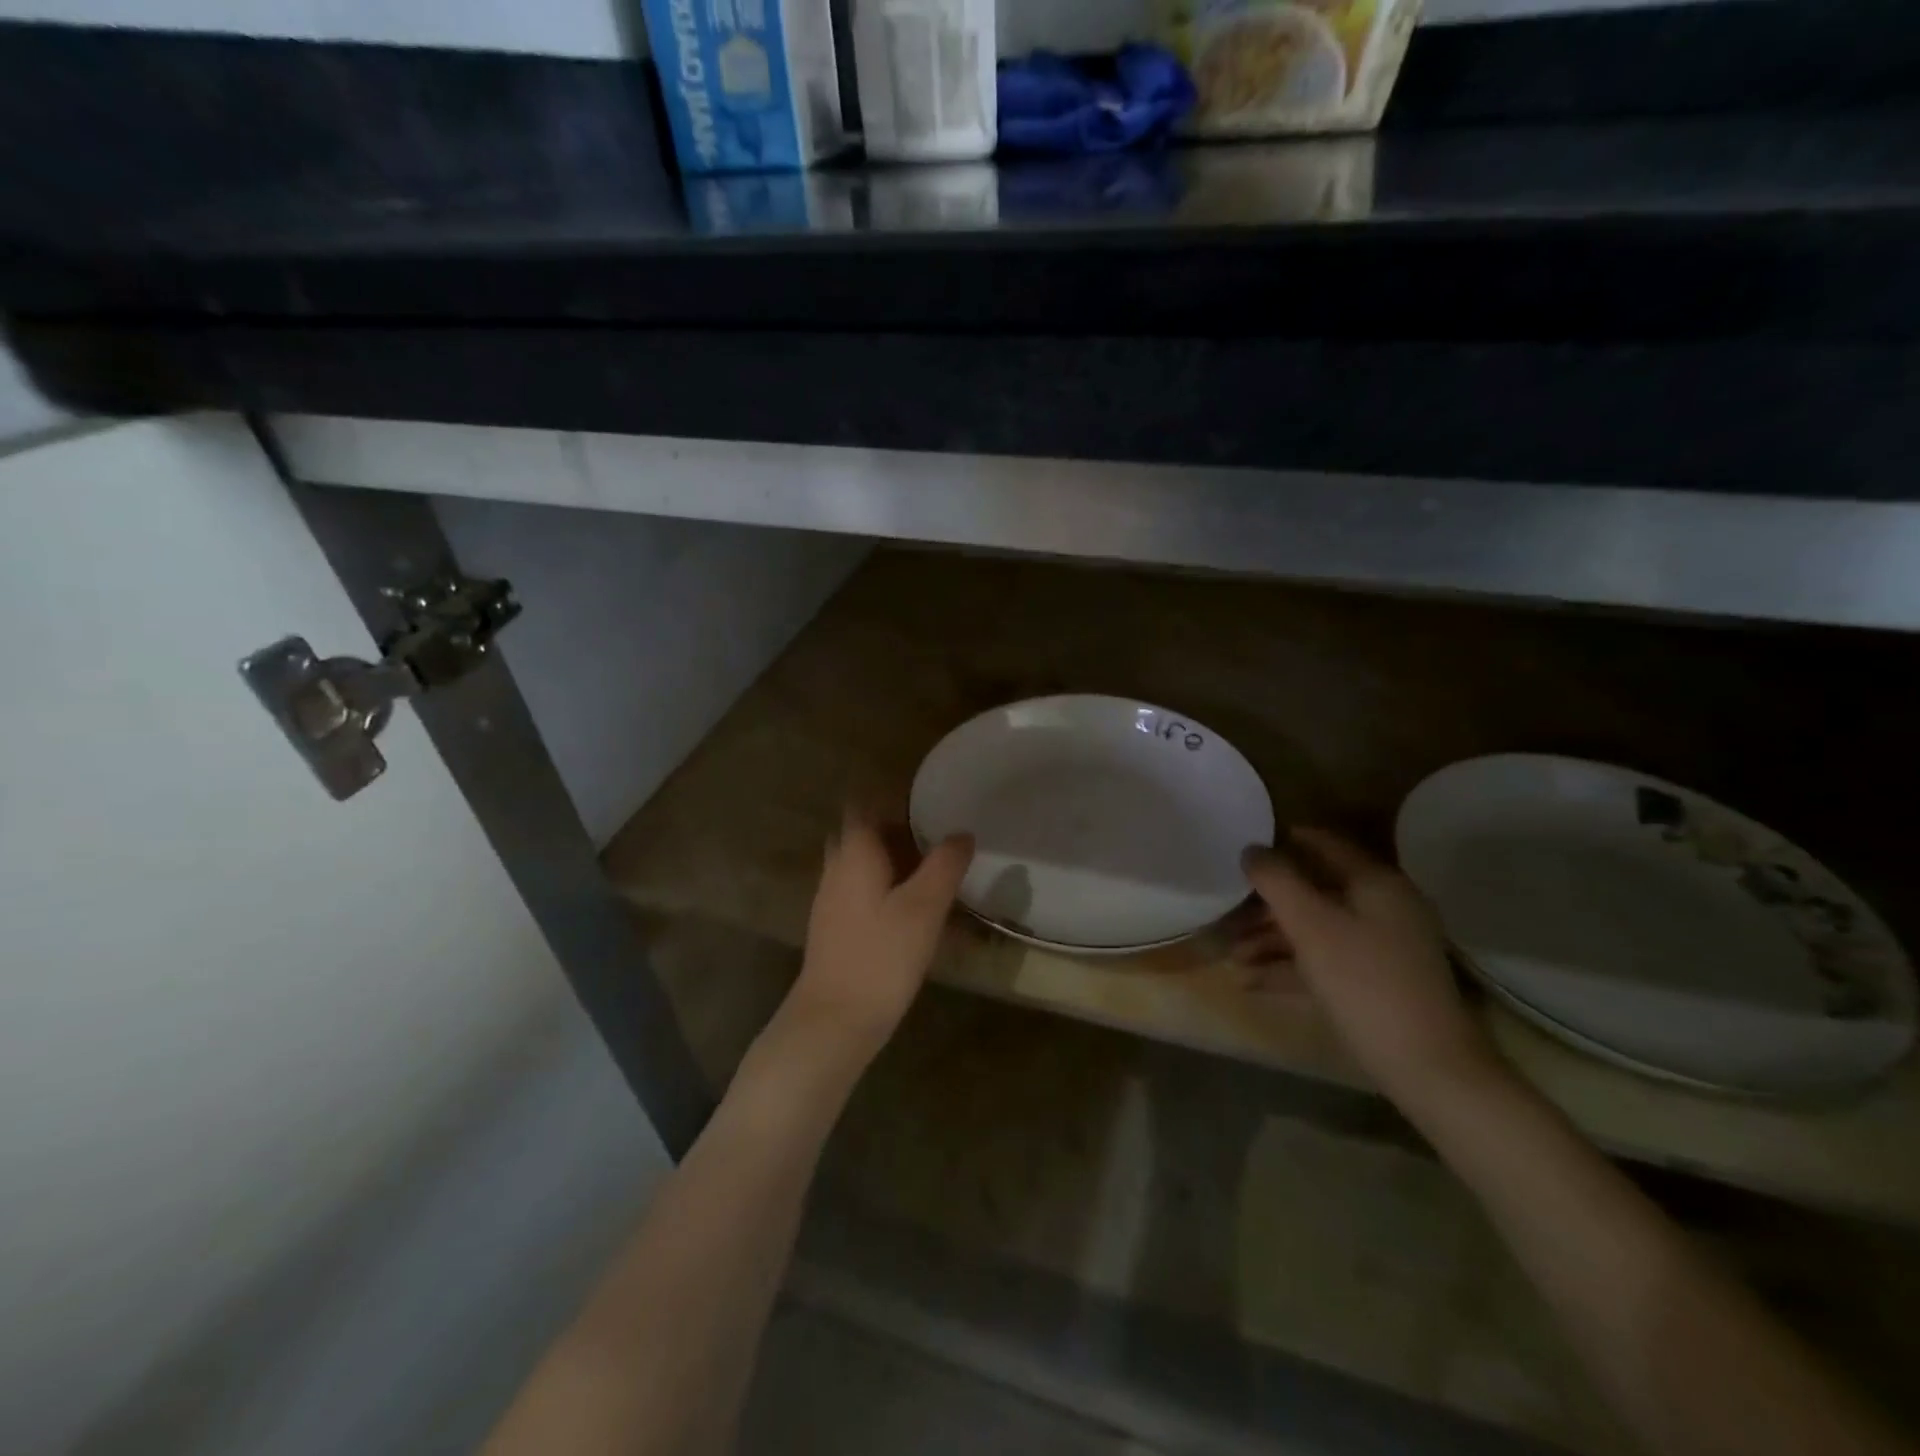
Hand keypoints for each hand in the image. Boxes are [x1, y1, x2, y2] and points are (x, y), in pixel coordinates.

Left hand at [785, 810, 974, 1064]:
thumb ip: (945, 865)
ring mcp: (832, 899)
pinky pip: (864, 894)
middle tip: (935, 844)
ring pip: (866, 866)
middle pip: (867, 836)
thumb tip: (962, 834)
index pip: (867, 805)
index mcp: (855, 852)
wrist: (834, 1020)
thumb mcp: (924, 907)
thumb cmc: (881, 956)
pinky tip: (916, 917)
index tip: (929, 806)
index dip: (895, 800)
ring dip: (897, 866)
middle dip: (900, 835)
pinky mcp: (836, 928)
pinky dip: (889, 893)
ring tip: (935, 880)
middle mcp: (837, 868)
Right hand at [1238, 828, 1503, 1107]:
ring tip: (1234, 958)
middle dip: (1268, 903)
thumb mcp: (1311, 925)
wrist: (1427, 1067)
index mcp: (1375, 883)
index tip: (1240, 852)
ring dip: (1272, 939)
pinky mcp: (1376, 982)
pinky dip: (1290, 966)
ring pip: (1316, 928)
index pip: (1323, 844)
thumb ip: (1276, 880)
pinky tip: (1251, 982)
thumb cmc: (1364, 981)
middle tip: (1228, 914)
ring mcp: (1381, 947)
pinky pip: (1324, 961)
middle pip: (1315, 890)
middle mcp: (1382, 907)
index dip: (1281, 843)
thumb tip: (1251, 849)